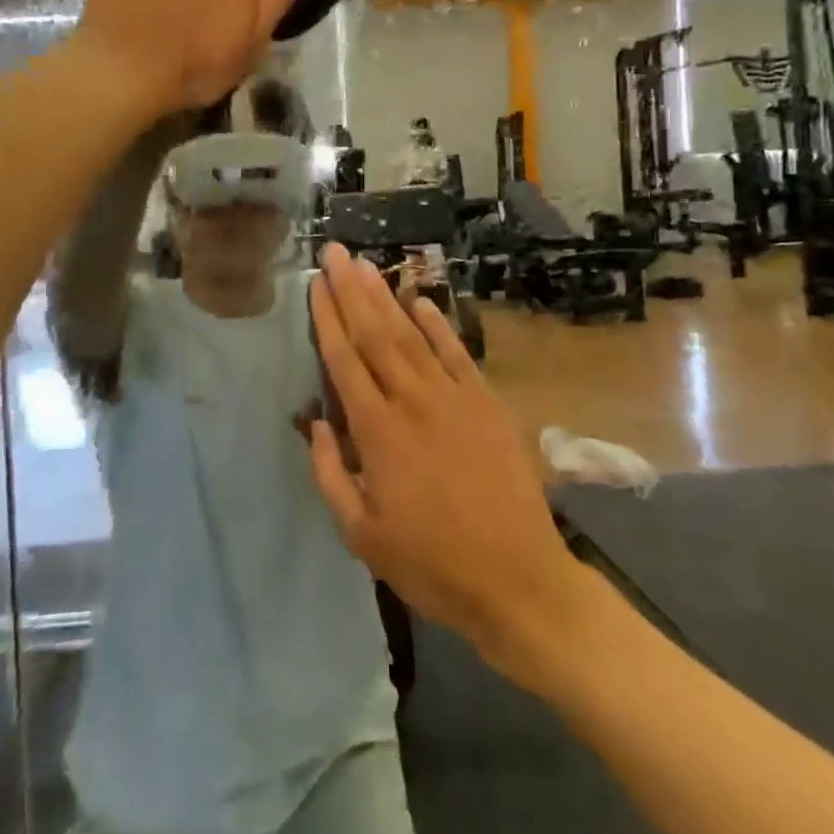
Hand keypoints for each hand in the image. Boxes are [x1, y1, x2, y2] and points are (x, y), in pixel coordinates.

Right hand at [305, 245, 574, 673]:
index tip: (315, 283)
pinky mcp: (486, 403)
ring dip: (386, 296)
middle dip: (351, 289)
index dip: (326, 317)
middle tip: (335, 251)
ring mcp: (454, 397)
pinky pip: (456, 353)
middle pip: (375, 333)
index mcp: (377, 432)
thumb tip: (313, 424)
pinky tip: (420, 300)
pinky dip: (437, 323)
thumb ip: (330, 474)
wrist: (519, 582)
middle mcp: (412, 401)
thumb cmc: (432, 563)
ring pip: (411, 334)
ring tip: (366, 264)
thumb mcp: (361, 535)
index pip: (343, 359)